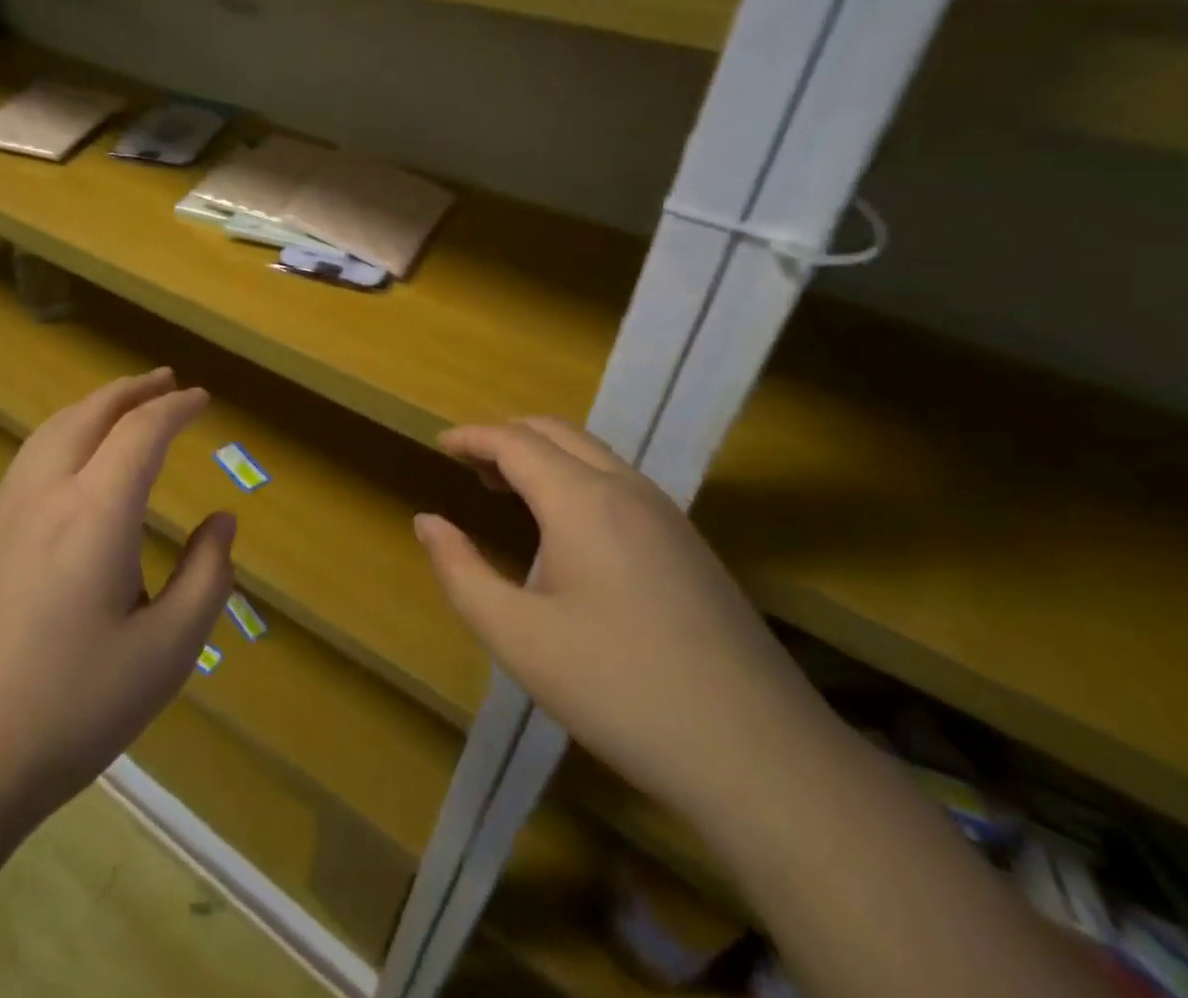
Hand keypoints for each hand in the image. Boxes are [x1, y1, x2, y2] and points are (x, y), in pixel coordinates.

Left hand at [0, 369, 235, 822]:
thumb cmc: (70, 709)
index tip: (203, 399)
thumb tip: (222, 523)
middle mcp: (45, 493)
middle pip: (90, 413)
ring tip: (124, 405)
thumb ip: (206, 578)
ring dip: (94, 406)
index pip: (141, 431)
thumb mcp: (165, 654)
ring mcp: (3, 511)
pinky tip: (74, 460)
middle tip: (166, 381)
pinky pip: (29, 457)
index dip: (176, 407)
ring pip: (52, 429)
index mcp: (95, 513)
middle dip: (132, 390)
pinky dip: (64, 432)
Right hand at [415, 417, 831, 823]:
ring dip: (543, 456)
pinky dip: (576, 477)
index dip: (472, 436)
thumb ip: (461, 571)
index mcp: (581, 499)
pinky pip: (619, 481)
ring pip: (592, 453)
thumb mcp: (517, 636)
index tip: (439, 444)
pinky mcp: (689, 544)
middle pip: (555, 432)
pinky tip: (567, 529)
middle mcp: (625, 489)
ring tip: (507, 490)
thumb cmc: (619, 689)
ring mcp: (666, 514)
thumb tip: (427, 521)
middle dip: (506, 437)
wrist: (761, 755)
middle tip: (468, 466)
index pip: (514, 441)